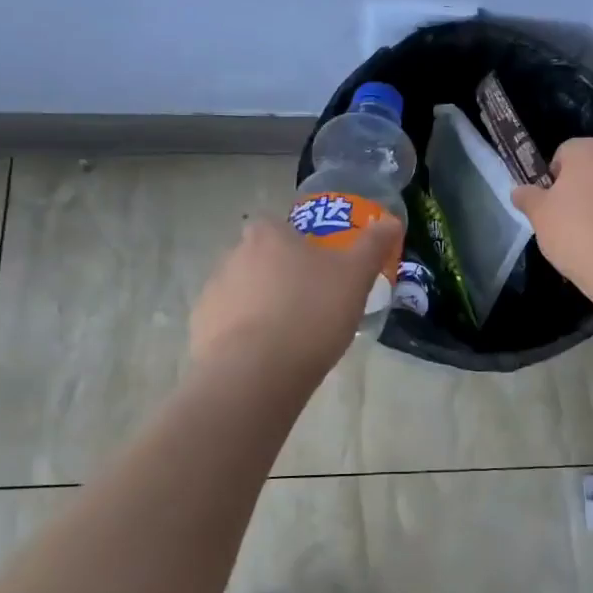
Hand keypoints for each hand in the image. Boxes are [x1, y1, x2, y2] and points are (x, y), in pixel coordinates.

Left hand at [188, 213, 404, 378]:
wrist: (257, 372)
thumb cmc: (311, 313)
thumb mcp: (356, 276)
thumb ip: (373, 245)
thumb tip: (392, 220)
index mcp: (267, 236)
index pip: (277, 226)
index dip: (295, 244)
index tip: (315, 268)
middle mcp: (232, 256)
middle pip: (258, 258)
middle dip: (277, 276)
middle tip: (308, 304)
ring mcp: (212, 293)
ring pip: (240, 292)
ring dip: (258, 305)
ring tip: (288, 336)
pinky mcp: (200, 329)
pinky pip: (226, 325)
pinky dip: (241, 335)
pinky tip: (264, 357)